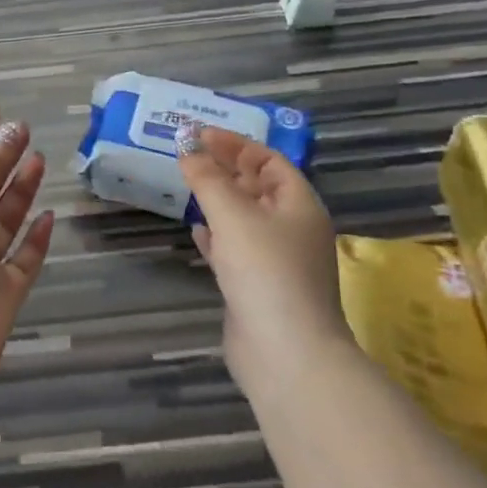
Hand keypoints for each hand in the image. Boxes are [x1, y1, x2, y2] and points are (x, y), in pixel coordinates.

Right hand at [175, 123, 345, 377]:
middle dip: (226, 169)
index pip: (269, 160)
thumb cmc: (266, 271)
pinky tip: (197, 231)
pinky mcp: (258, 287)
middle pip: (258, 187)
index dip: (236, 144)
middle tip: (189, 156)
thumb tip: (187, 151)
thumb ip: (207, 179)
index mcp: (299, 205)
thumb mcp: (233, 215)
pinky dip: (217, 236)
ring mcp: (277, 261)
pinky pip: (236, 249)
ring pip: (245, 218)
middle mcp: (292, 229)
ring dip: (219, 200)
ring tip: (189, 186)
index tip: (200, 134)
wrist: (286, 353)